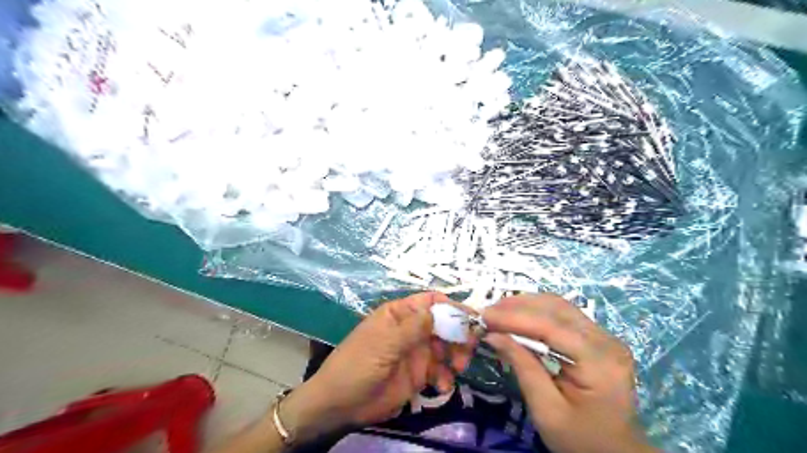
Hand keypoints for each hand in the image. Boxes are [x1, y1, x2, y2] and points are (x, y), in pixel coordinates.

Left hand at [281, 292, 473, 443]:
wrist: (340, 404)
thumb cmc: (358, 365)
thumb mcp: (384, 343)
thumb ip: (413, 328)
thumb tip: (440, 311)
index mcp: (400, 314)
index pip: (430, 301)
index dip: (451, 306)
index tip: (470, 319)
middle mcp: (411, 329)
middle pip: (443, 324)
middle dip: (458, 334)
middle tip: (470, 347)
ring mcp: (416, 352)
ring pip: (446, 347)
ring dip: (456, 356)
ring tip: (458, 368)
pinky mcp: (419, 374)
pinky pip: (440, 371)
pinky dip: (446, 377)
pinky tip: (443, 387)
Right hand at [481, 293, 658, 452]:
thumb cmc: (581, 440)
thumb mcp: (547, 411)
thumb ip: (523, 368)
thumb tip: (493, 335)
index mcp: (599, 362)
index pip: (551, 327)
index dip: (514, 318)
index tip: (484, 316)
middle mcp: (607, 341)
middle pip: (556, 309)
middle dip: (517, 306)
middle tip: (486, 313)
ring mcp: (605, 336)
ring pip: (559, 306)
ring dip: (525, 305)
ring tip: (498, 312)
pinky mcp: (597, 338)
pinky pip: (563, 315)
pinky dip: (536, 312)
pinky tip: (518, 316)